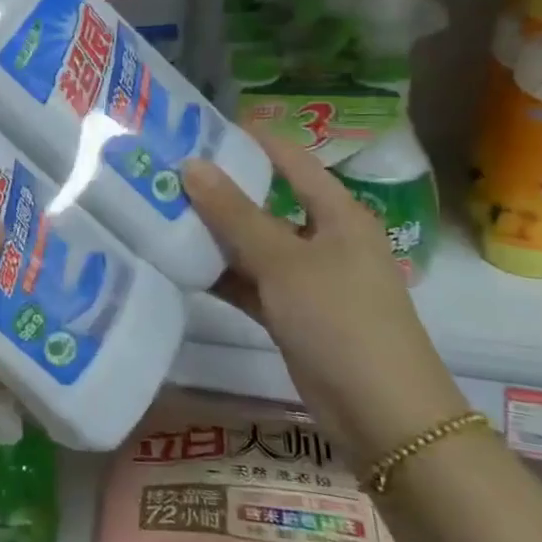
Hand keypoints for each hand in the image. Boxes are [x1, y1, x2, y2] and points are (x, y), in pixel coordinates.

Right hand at [183, 133, 467, 467]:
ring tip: (160, 212)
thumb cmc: (341, 320)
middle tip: (166, 172)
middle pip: (266, 202)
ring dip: (213, 234)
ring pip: (252, 245)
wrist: (381, 413)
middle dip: (219, 189)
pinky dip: (219, 274)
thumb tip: (192, 165)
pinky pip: (248, 282)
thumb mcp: (284, 261)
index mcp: (338, 214)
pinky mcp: (290, 314)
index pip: (291, 160)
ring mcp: (306, 279)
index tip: (199, 128)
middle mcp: (323, 239)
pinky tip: (178, 264)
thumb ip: (235, 214)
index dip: (250, 141)